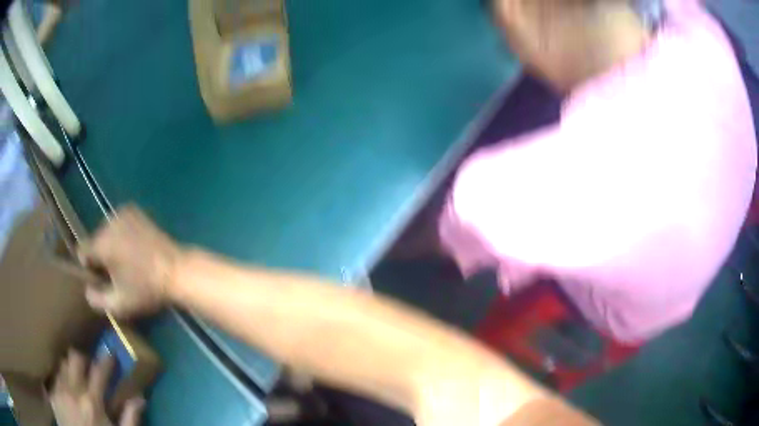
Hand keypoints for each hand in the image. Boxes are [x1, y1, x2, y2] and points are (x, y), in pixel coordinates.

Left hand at [50, 350, 143, 425]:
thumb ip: (130, 418)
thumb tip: (140, 397)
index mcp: (91, 401)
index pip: (99, 371)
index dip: (106, 360)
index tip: (110, 355)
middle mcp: (72, 390)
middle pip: (74, 358)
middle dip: (83, 359)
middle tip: (89, 368)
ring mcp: (58, 391)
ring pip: (62, 365)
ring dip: (70, 369)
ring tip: (76, 381)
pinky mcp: (52, 395)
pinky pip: (55, 379)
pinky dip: (62, 381)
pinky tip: (67, 393)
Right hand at [79, 205, 183, 316]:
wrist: (176, 270)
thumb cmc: (146, 290)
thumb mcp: (120, 304)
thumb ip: (97, 300)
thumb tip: (87, 289)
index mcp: (102, 243)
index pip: (82, 250)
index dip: (89, 266)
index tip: (101, 277)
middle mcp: (109, 223)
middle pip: (95, 240)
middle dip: (101, 255)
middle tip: (118, 272)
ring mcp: (123, 213)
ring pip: (107, 232)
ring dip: (112, 244)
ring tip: (129, 261)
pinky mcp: (135, 211)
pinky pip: (119, 224)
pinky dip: (122, 234)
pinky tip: (135, 248)